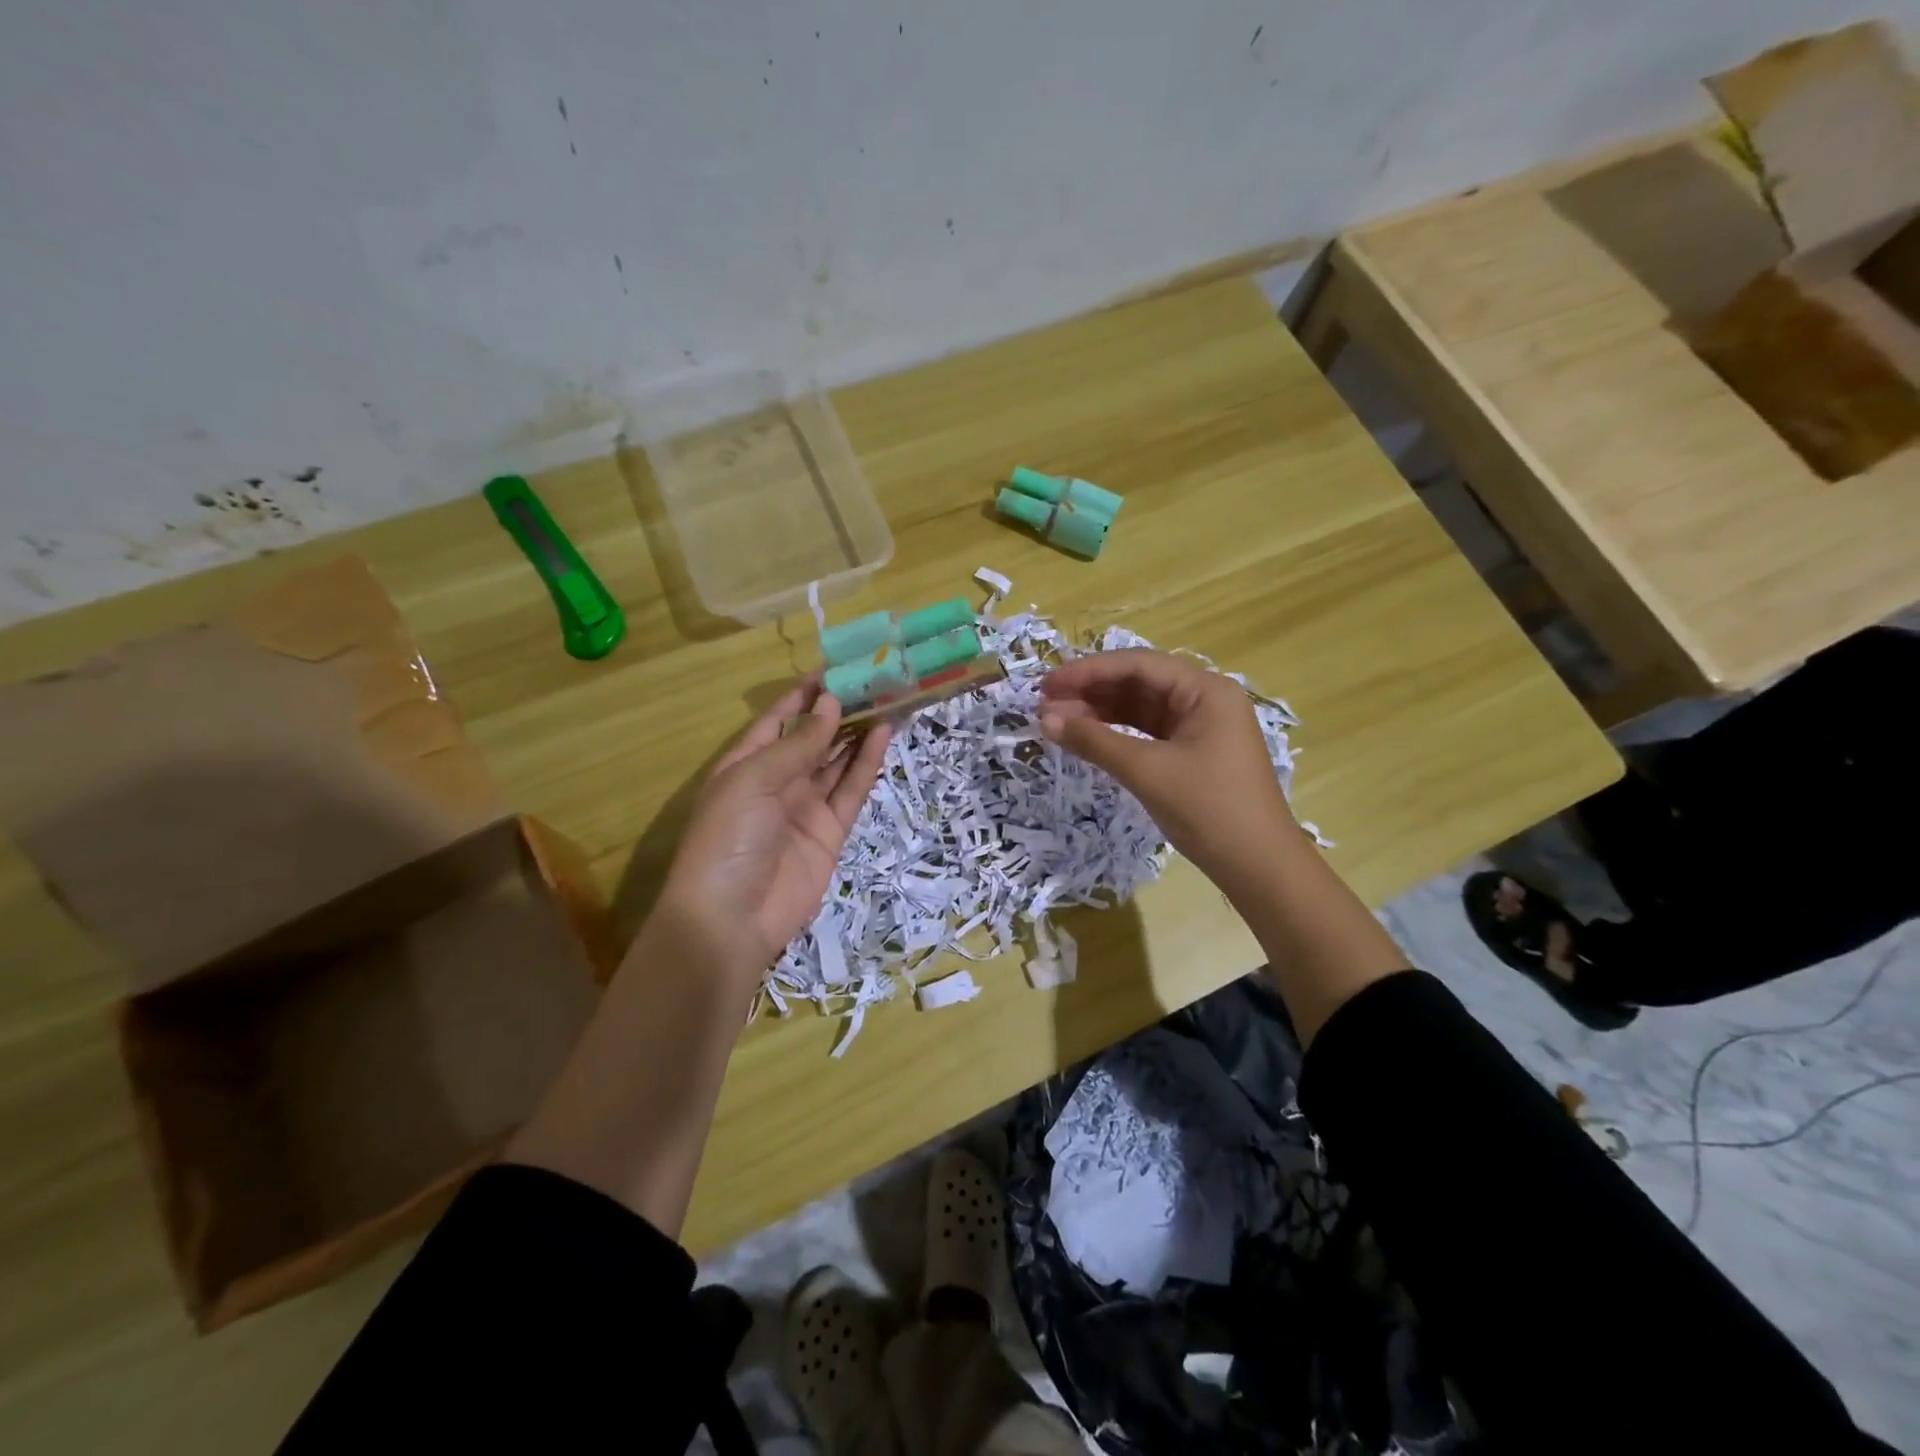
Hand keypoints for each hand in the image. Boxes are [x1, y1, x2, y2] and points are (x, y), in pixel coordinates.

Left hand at [653, 677, 890, 998]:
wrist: (731, 919)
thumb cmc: (729, 838)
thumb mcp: (754, 780)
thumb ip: (798, 743)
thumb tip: (831, 703)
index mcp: (746, 762)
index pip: (779, 718)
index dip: (805, 693)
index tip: (837, 665)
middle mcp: (777, 780)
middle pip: (814, 737)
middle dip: (840, 709)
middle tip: (876, 678)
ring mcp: (805, 806)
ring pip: (838, 760)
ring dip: (859, 731)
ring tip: (888, 698)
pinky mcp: (831, 831)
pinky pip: (851, 790)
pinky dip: (867, 763)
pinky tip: (883, 734)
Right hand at [1039, 649, 1300, 895]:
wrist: (1259, 868)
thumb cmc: (1209, 809)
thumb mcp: (1147, 771)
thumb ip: (1095, 741)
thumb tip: (1045, 719)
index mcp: (1205, 691)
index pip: (1138, 665)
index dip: (1088, 671)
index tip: (1047, 684)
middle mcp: (1204, 700)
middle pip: (1138, 683)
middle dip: (1090, 692)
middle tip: (1044, 705)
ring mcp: (1199, 728)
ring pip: (1140, 710)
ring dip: (1099, 713)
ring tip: (1055, 722)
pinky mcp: (1191, 754)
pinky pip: (1146, 734)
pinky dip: (1115, 735)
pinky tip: (1086, 739)